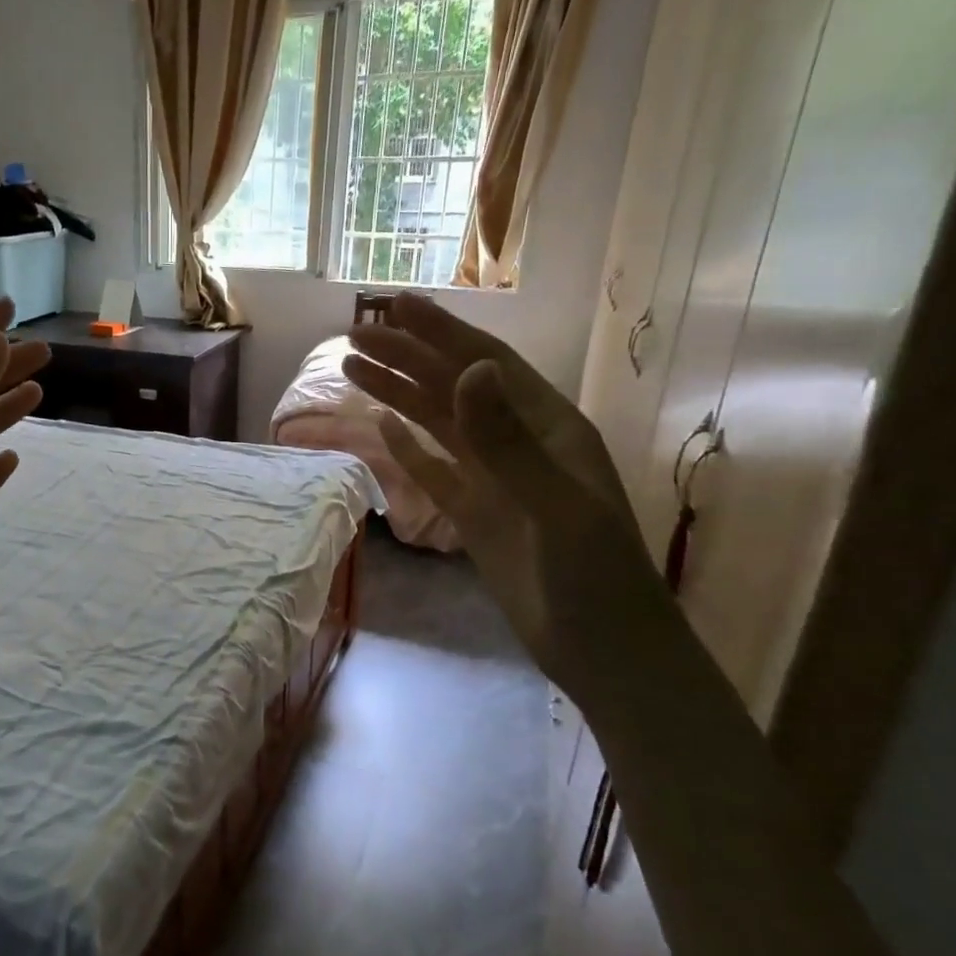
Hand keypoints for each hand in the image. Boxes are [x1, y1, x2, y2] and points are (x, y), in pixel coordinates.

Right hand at [343, 293, 670, 700]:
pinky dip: (407, 447)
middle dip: (406, 357)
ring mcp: (495, 479)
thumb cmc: (594, 576)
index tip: (395, 305)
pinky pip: (435, 470)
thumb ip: (507, 440)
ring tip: (352, 370)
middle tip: (353, 335)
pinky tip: (381, 428)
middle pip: (453, 387)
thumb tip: (467, 371)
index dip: (440, 332)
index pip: (485, 364)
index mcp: (547, 427)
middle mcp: (518, 442)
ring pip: (438, 424)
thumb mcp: (555, 504)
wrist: (603, 649)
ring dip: (398, 394)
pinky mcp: (476, 514)